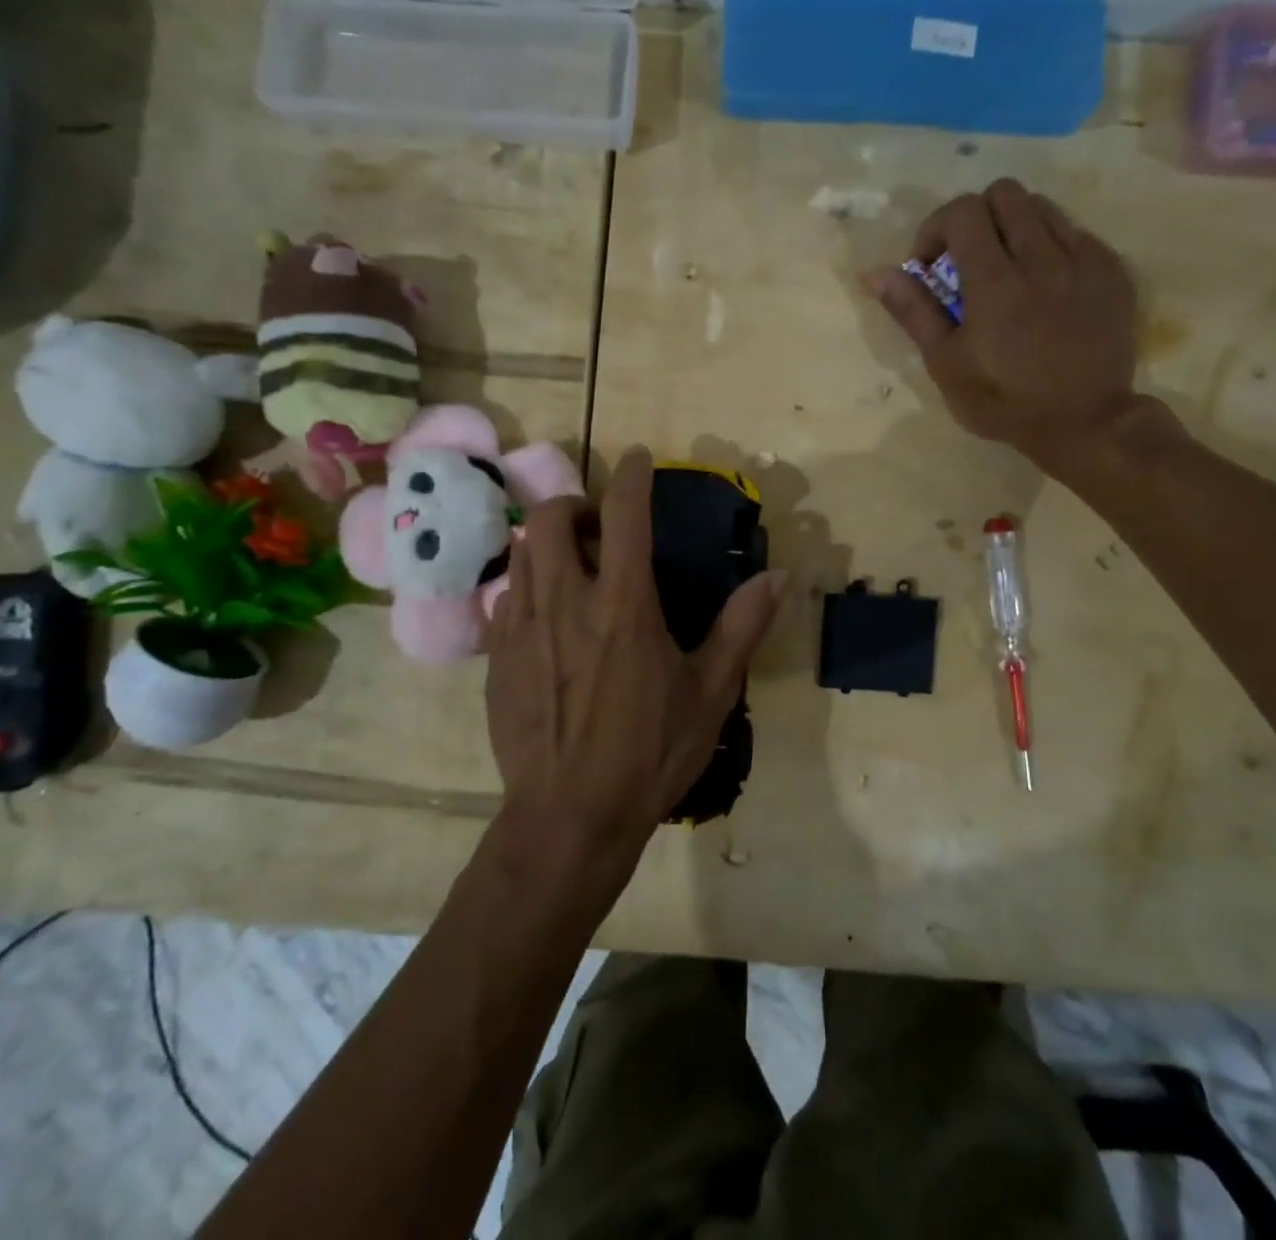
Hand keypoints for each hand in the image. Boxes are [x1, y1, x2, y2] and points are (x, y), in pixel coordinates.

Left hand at [485, 448, 784, 865]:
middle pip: (554, 518)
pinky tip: (549, 618)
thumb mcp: (710, 693)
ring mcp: (522, 628)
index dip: (633, 475)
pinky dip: (529, 587)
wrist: (569, 816)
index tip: (639, 459)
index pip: (625, 514)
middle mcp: (566, 601)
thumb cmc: (648, 753)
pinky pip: (507, 598)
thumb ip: (742, 627)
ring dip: (551, 542)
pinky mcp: (497, 658)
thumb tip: (778, 577)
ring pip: (524, 553)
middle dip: (577, 504)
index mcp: (623, 604)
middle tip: (602, 530)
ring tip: (575, 567)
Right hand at [866, 179, 1147, 473]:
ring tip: (1007, 269)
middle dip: (975, 218)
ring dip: (1014, 227)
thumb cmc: (1002, 401)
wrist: (1084, 423)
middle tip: (967, 260)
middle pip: (1004, 193)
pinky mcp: (1112, 271)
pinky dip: (1050, 246)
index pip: (963, 211)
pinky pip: (1076, 233)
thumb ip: (913, 311)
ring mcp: (1084, 260)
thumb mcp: (945, 364)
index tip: (931, 266)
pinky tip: (1045, 286)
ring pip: (1043, 207)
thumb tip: (875, 273)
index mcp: (995, 282)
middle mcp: (1042, 258)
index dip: (936, 228)